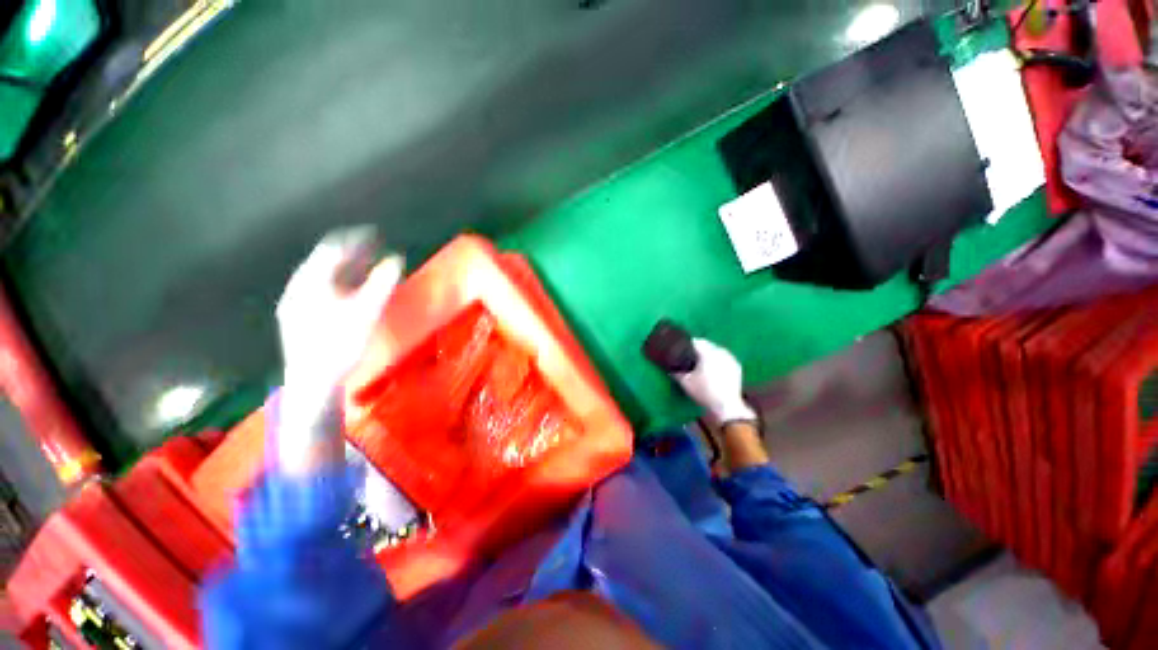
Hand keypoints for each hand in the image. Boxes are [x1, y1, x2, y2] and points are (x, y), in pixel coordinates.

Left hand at [275, 228, 402, 473]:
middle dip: (351, 252)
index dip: (356, 239)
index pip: (333, 249)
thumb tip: (396, 258)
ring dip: (345, 267)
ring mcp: (296, 302)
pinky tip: (350, 288)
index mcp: (312, 282)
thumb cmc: (341, 344)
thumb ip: (382, 283)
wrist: (314, 381)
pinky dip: (338, 282)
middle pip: (326, 260)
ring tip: (366, 264)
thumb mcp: (367, 311)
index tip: (375, 233)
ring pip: (322, 275)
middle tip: (373, 247)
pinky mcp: (298, 316)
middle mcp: (299, 287)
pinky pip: (319, 289)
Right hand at [674, 339, 756, 425]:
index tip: (682, 349)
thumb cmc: (703, 392)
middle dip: (699, 349)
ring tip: (702, 362)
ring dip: (709, 353)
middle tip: (690, 356)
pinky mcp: (736, 366)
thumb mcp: (685, 382)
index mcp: (708, 352)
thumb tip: (669, 367)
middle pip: (707, 345)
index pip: (697, 341)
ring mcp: (730, 358)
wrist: (726, 406)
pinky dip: (718, 360)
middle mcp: (721, 352)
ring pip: (717, 350)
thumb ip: (676, 372)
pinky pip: (725, 358)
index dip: (688, 344)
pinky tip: (713, 368)